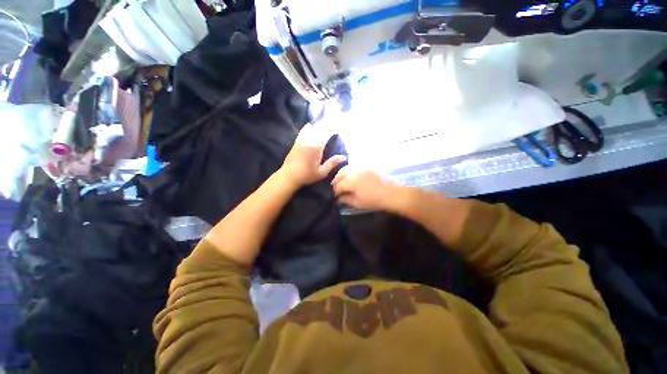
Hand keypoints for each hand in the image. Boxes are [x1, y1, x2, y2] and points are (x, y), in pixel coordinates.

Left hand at [279, 124, 346, 188]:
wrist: (289, 176)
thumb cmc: (307, 175)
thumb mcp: (322, 172)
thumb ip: (332, 163)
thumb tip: (344, 157)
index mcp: (317, 146)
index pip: (327, 132)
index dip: (335, 128)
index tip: (341, 128)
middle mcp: (309, 139)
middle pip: (320, 127)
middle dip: (329, 123)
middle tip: (336, 121)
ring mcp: (302, 139)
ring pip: (313, 127)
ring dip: (320, 124)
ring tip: (327, 122)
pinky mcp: (297, 141)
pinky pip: (304, 130)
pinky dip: (310, 127)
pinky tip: (312, 125)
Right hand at [332, 167, 399, 210]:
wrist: (392, 193)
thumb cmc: (374, 200)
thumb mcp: (358, 203)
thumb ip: (346, 200)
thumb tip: (338, 198)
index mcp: (350, 181)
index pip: (338, 186)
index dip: (335, 191)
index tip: (335, 196)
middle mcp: (354, 171)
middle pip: (340, 174)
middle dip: (336, 181)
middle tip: (336, 188)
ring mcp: (361, 167)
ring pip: (346, 168)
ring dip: (342, 174)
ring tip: (342, 181)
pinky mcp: (367, 166)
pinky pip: (355, 166)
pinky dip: (350, 170)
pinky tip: (351, 176)